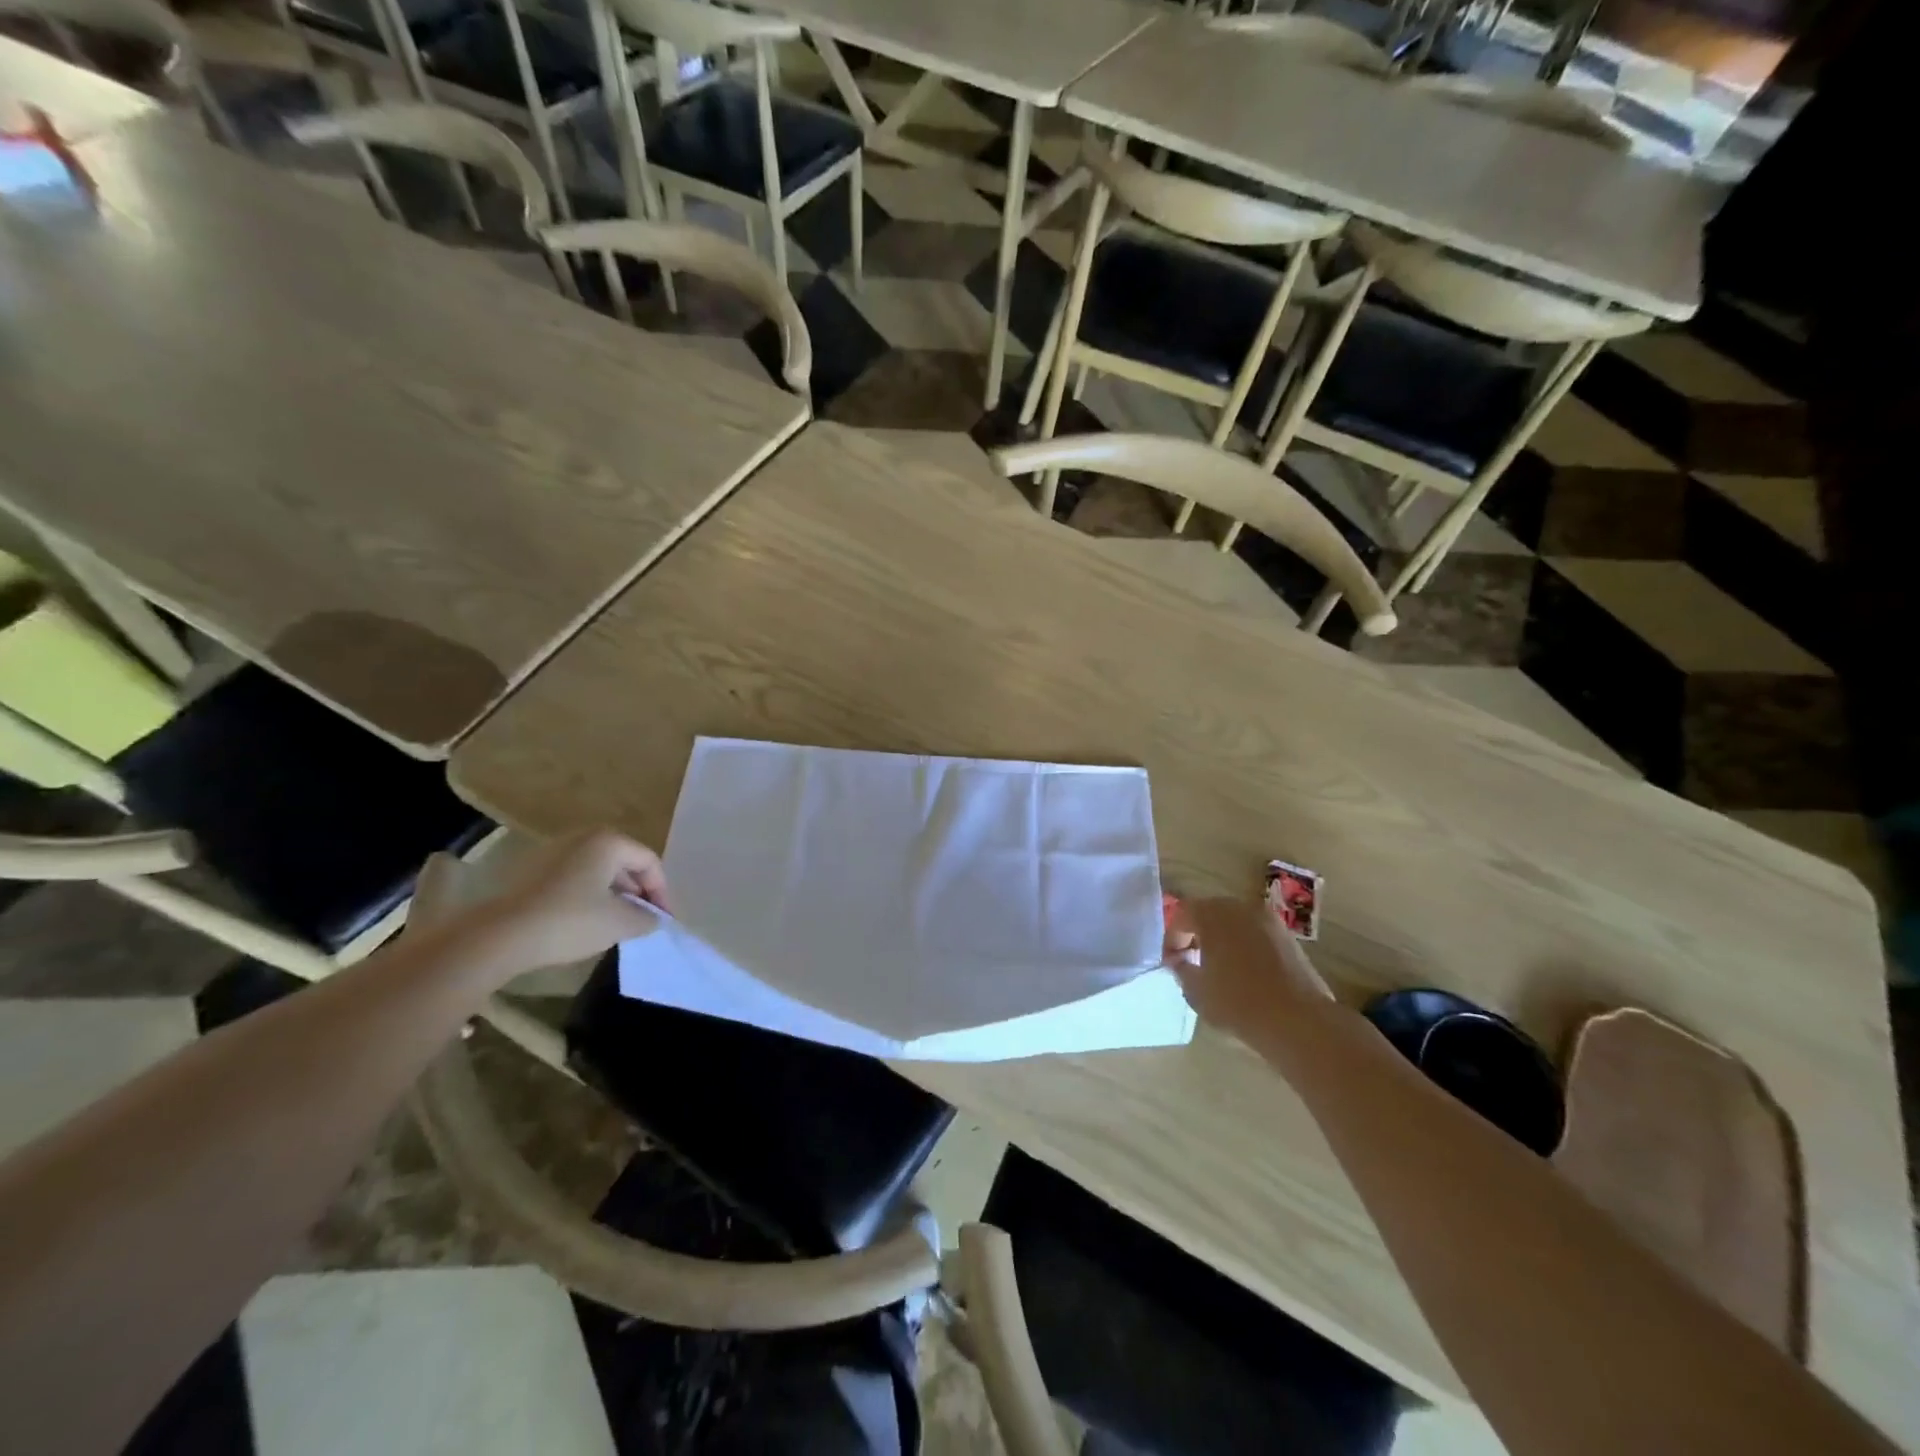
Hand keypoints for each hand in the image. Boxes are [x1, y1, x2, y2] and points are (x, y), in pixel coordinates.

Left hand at [415, 829, 669, 980]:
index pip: (649, 861)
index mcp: (608, 842)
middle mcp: (582, 837)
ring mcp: (552, 851)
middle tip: (642, 919)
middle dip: (637, 891)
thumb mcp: (621, 923)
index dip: (661, 891)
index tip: (662, 919)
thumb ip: (647, 917)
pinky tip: (584, 921)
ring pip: (597, 870)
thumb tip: (653, 917)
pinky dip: (586, 895)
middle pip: (623, 862)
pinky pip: (572, 878)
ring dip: (612, 894)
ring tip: (615, 923)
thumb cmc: (570, 921)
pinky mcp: (531, 870)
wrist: (500, 936)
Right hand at [1168, 896, 1333, 1036]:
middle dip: (1197, 934)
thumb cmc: (1238, 1002)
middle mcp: (1240, 908)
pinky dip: (1245, 945)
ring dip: (1222, 938)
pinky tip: (1245, 973)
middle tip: (1191, 960)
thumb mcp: (1196, 991)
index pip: (1182, 914)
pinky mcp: (1288, 937)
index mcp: (1213, 914)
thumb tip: (1180, 961)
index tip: (1171, 963)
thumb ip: (1181, 969)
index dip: (1172, 938)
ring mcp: (1268, 920)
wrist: (1298, 1021)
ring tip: (1219, 968)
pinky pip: (1256, 933)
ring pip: (1235, 922)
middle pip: (1210, 912)